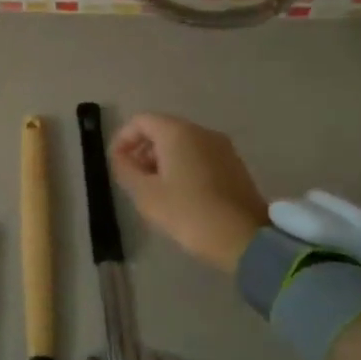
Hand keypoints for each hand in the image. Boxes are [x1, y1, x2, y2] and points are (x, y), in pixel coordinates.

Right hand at [109, 114, 267, 273]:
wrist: (245, 238)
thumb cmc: (188, 213)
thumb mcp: (146, 195)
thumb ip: (126, 170)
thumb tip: (119, 157)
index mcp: (178, 132)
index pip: (141, 121)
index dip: (122, 139)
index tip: (115, 163)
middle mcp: (201, 131)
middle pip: (163, 129)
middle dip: (142, 150)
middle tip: (133, 179)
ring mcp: (222, 147)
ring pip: (183, 143)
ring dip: (162, 160)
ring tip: (154, 190)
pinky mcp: (234, 165)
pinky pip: (200, 156)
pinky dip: (183, 166)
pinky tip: (179, 194)